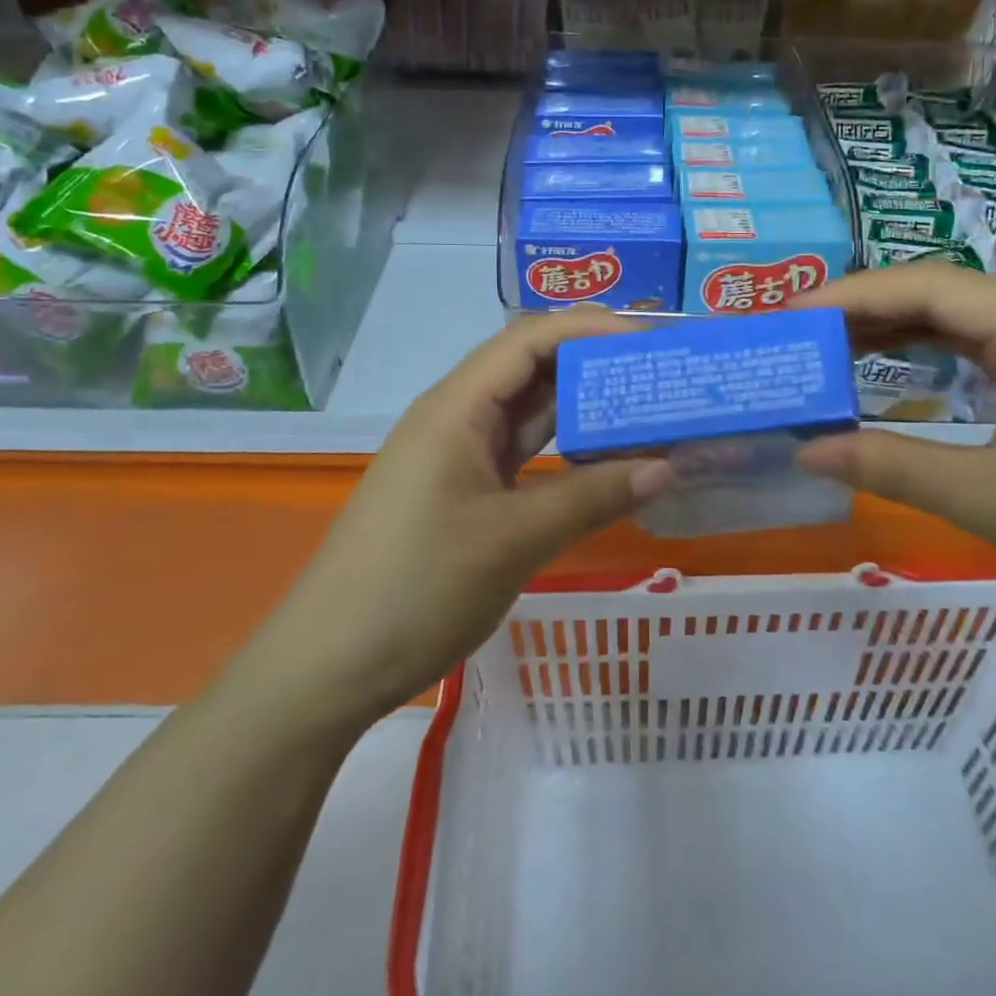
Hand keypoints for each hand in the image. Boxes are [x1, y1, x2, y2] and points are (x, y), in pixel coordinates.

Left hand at [257, 309, 671, 729]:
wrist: (329, 666)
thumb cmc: (417, 587)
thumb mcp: (514, 540)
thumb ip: (593, 497)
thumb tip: (666, 467)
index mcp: (457, 406)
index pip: (530, 339)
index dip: (591, 328)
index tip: (651, 340)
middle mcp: (456, 417)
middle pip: (531, 368)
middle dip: (593, 364)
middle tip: (659, 373)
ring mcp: (457, 455)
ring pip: (528, 412)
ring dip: (581, 408)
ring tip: (645, 407)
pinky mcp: (462, 491)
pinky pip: (520, 453)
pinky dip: (563, 450)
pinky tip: (603, 460)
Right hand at [792, 262, 995, 646]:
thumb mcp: (989, 499)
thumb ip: (889, 466)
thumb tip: (805, 450)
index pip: (923, 288)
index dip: (848, 296)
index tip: (787, 316)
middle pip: (939, 293)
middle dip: (863, 309)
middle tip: (796, 334)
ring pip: (961, 316)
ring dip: (895, 328)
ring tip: (828, 345)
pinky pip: (986, 343)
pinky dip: (933, 350)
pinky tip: (893, 362)